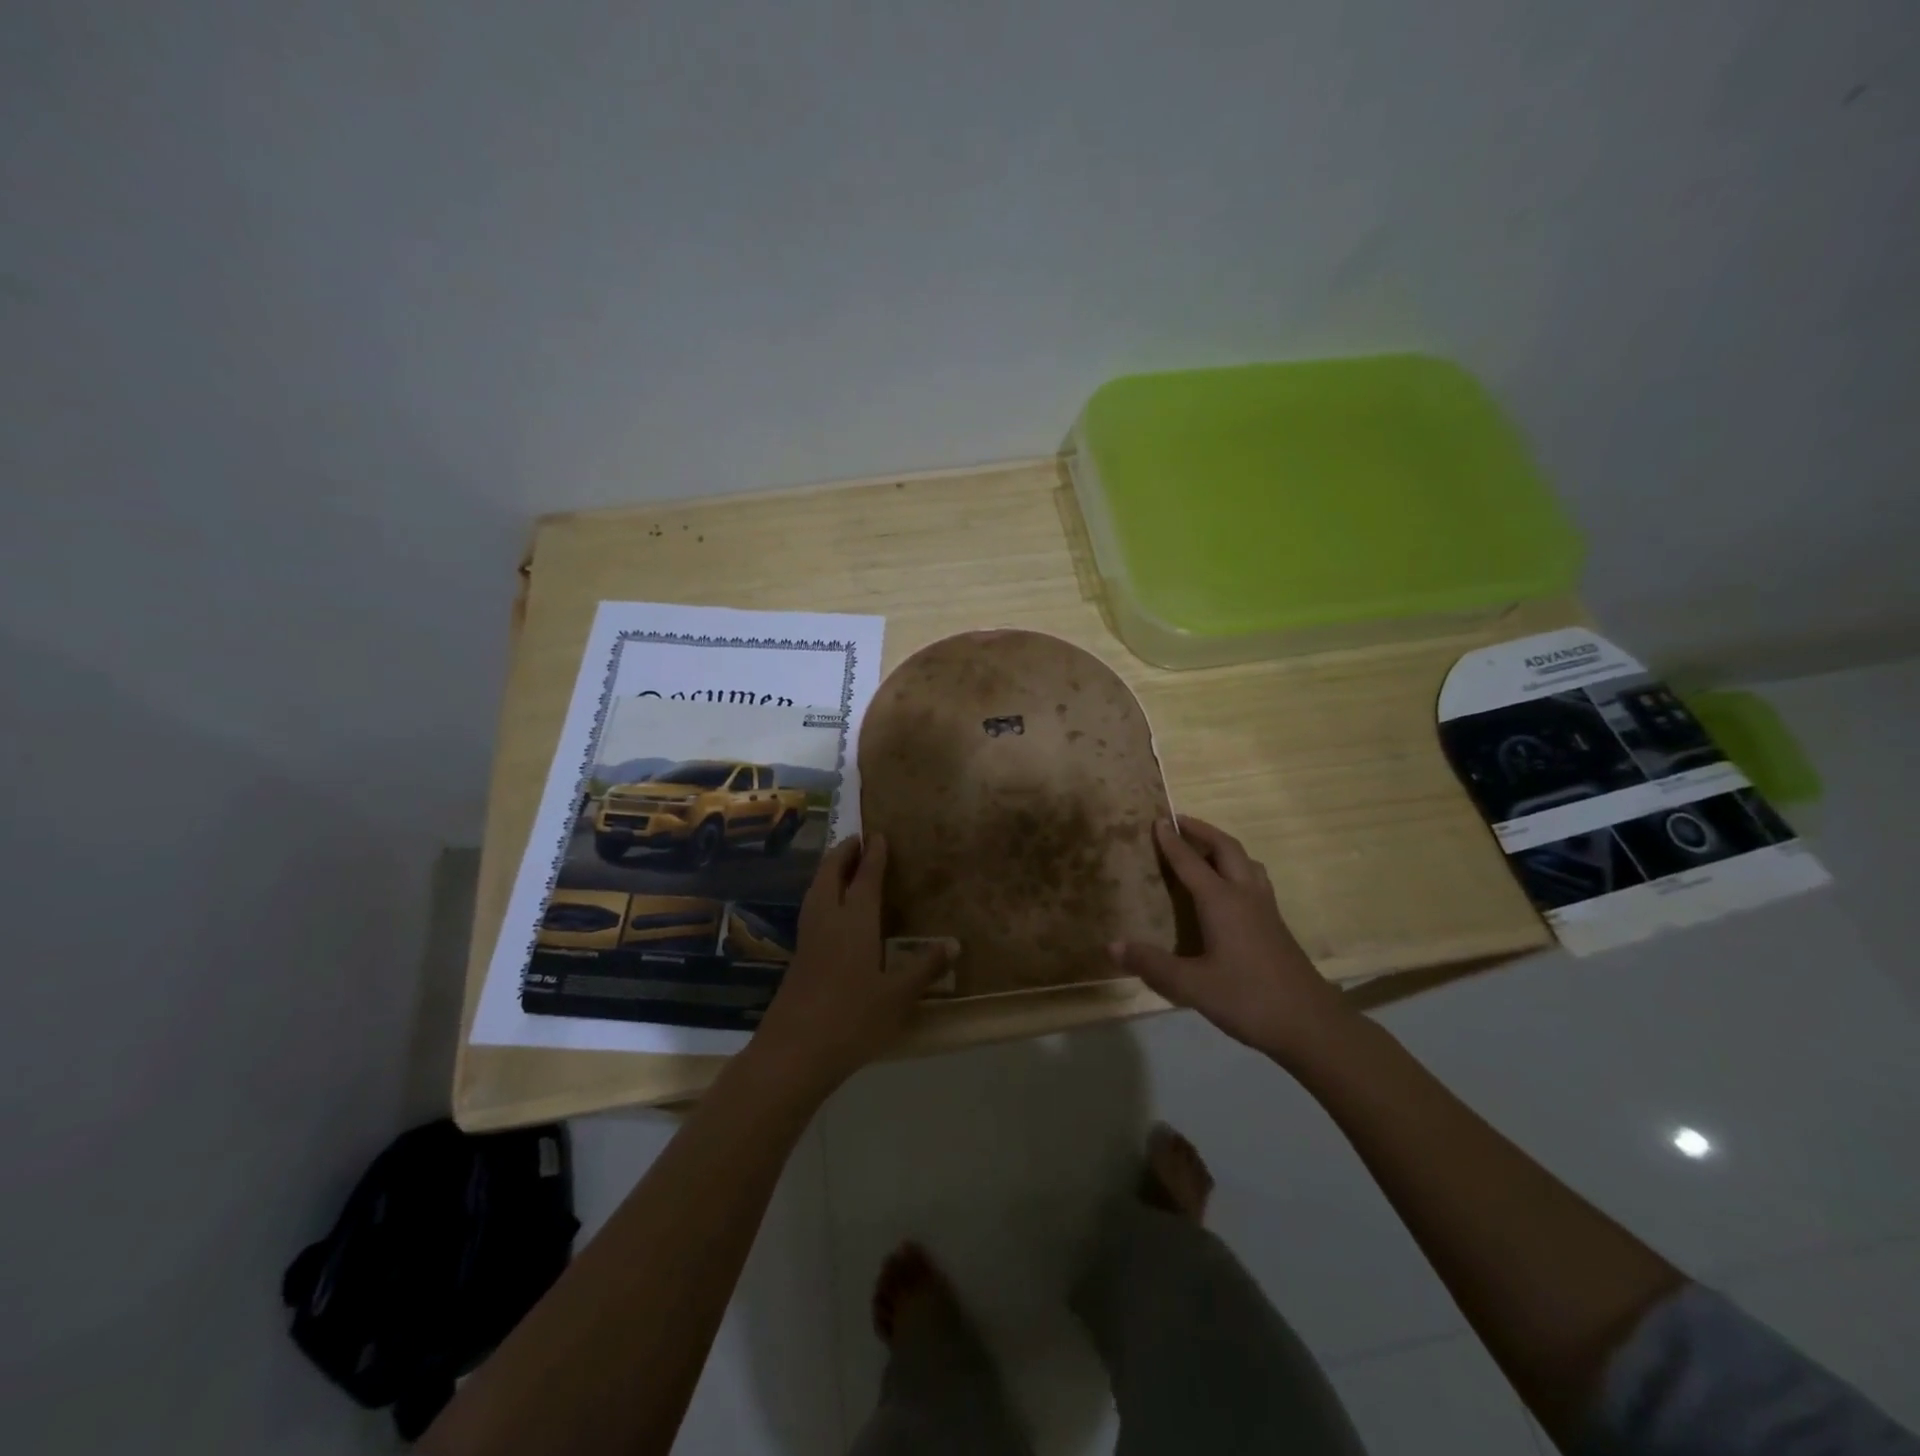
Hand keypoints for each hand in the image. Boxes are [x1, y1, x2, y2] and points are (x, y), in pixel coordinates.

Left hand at [751, 834, 946, 1094]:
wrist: (794, 1052)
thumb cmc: (853, 1019)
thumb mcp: (898, 996)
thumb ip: (925, 967)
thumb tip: (955, 943)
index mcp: (854, 922)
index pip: (865, 878)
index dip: (873, 856)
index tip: (879, 834)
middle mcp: (828, 920)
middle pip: (830, 875)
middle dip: (843, 853)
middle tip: (857, 840)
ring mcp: (808, 938)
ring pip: (815, 890)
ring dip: (828, 870)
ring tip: (841, 864)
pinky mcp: (798, 957)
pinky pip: (811, 909)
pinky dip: (821, 893)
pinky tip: (829, 909)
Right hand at [1111, 816, 1351, 1060]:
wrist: (1311, 1025)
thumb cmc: (1248, 999)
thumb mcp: (1192, 986)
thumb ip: (1152, 964)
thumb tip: (1112, 946)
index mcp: (1221, 902)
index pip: (1191, 862)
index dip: (1172, 842)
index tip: (1158, 820)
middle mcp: (1245, 896)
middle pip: (1226, 849)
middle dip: (1202, 831)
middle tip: (1180, 822)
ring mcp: (1266, 910)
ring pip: (1247, 862)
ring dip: (1224, 848)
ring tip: (1206, 849)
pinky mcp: (1276, 926)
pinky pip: (1255, 880)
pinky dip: (1238, 868)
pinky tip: (1231, 890)